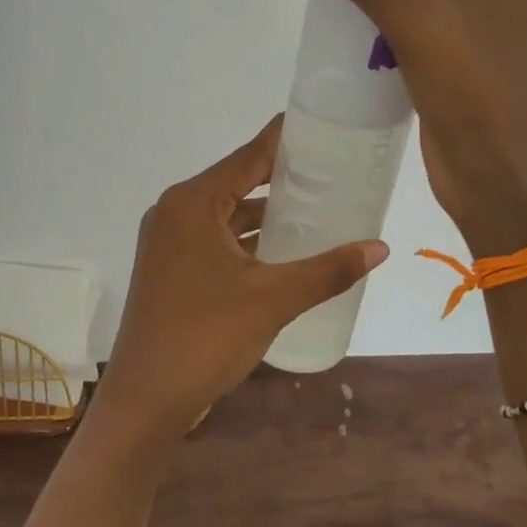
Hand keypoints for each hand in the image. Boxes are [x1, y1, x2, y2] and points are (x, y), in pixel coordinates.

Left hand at [95, 116, 388, 444]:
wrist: (146, 401)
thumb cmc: (205, 337)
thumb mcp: (273, 299)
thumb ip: (328, 270)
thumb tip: (380, 248)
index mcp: (192, 203)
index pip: (248, 157)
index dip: (285, 140)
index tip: (323, 125)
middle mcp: (176, 213)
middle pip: (238, 182)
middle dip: (283, 178)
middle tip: (333, 170)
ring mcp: (170, 243)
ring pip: (228, 215)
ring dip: (267, 214)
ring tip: (318, 207)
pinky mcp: (173, 270)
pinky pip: (217, 241)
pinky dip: (249, 241)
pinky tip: (286, 250)